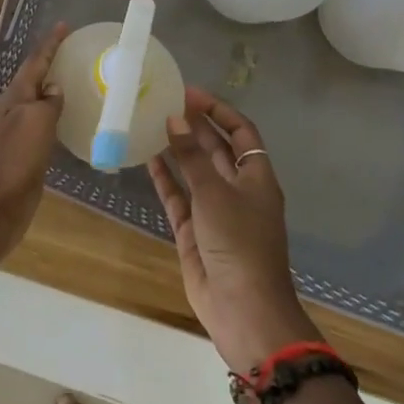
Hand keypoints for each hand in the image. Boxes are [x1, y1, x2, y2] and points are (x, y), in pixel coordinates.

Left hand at [0, 23, 67, 266]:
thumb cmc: (13, 160)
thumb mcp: (35, 124)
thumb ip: (48, 103)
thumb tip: (54, 88)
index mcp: (14, 97)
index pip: (35, 62)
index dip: (50, 44)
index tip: (66, 25)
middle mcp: (14, 110)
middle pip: (35, 79)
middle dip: (53, 63)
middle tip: (76, 51)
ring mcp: (18, 134)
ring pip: (40, 104)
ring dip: (54, 91)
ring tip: (78, 81)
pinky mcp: (25, 157)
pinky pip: (44, 128)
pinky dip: (57, 118)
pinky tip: (71, 123)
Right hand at [149, 87, 321, 373]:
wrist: (243, 310)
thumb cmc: (239, 243)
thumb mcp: (215, 193)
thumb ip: (191, 156)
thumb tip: (174, 118)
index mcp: (256, 178)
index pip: (241, 133)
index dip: (219, 111)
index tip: (190, 93)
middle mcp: (237, 190)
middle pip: (216, 149)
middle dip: (194, 126)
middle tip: (164, 102)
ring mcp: (215, 211)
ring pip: (194, 171)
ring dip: (177, 149)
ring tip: (151, 123)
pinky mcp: (195, 231)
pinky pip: (178, 196)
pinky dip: (165, 178)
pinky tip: (146, 158)